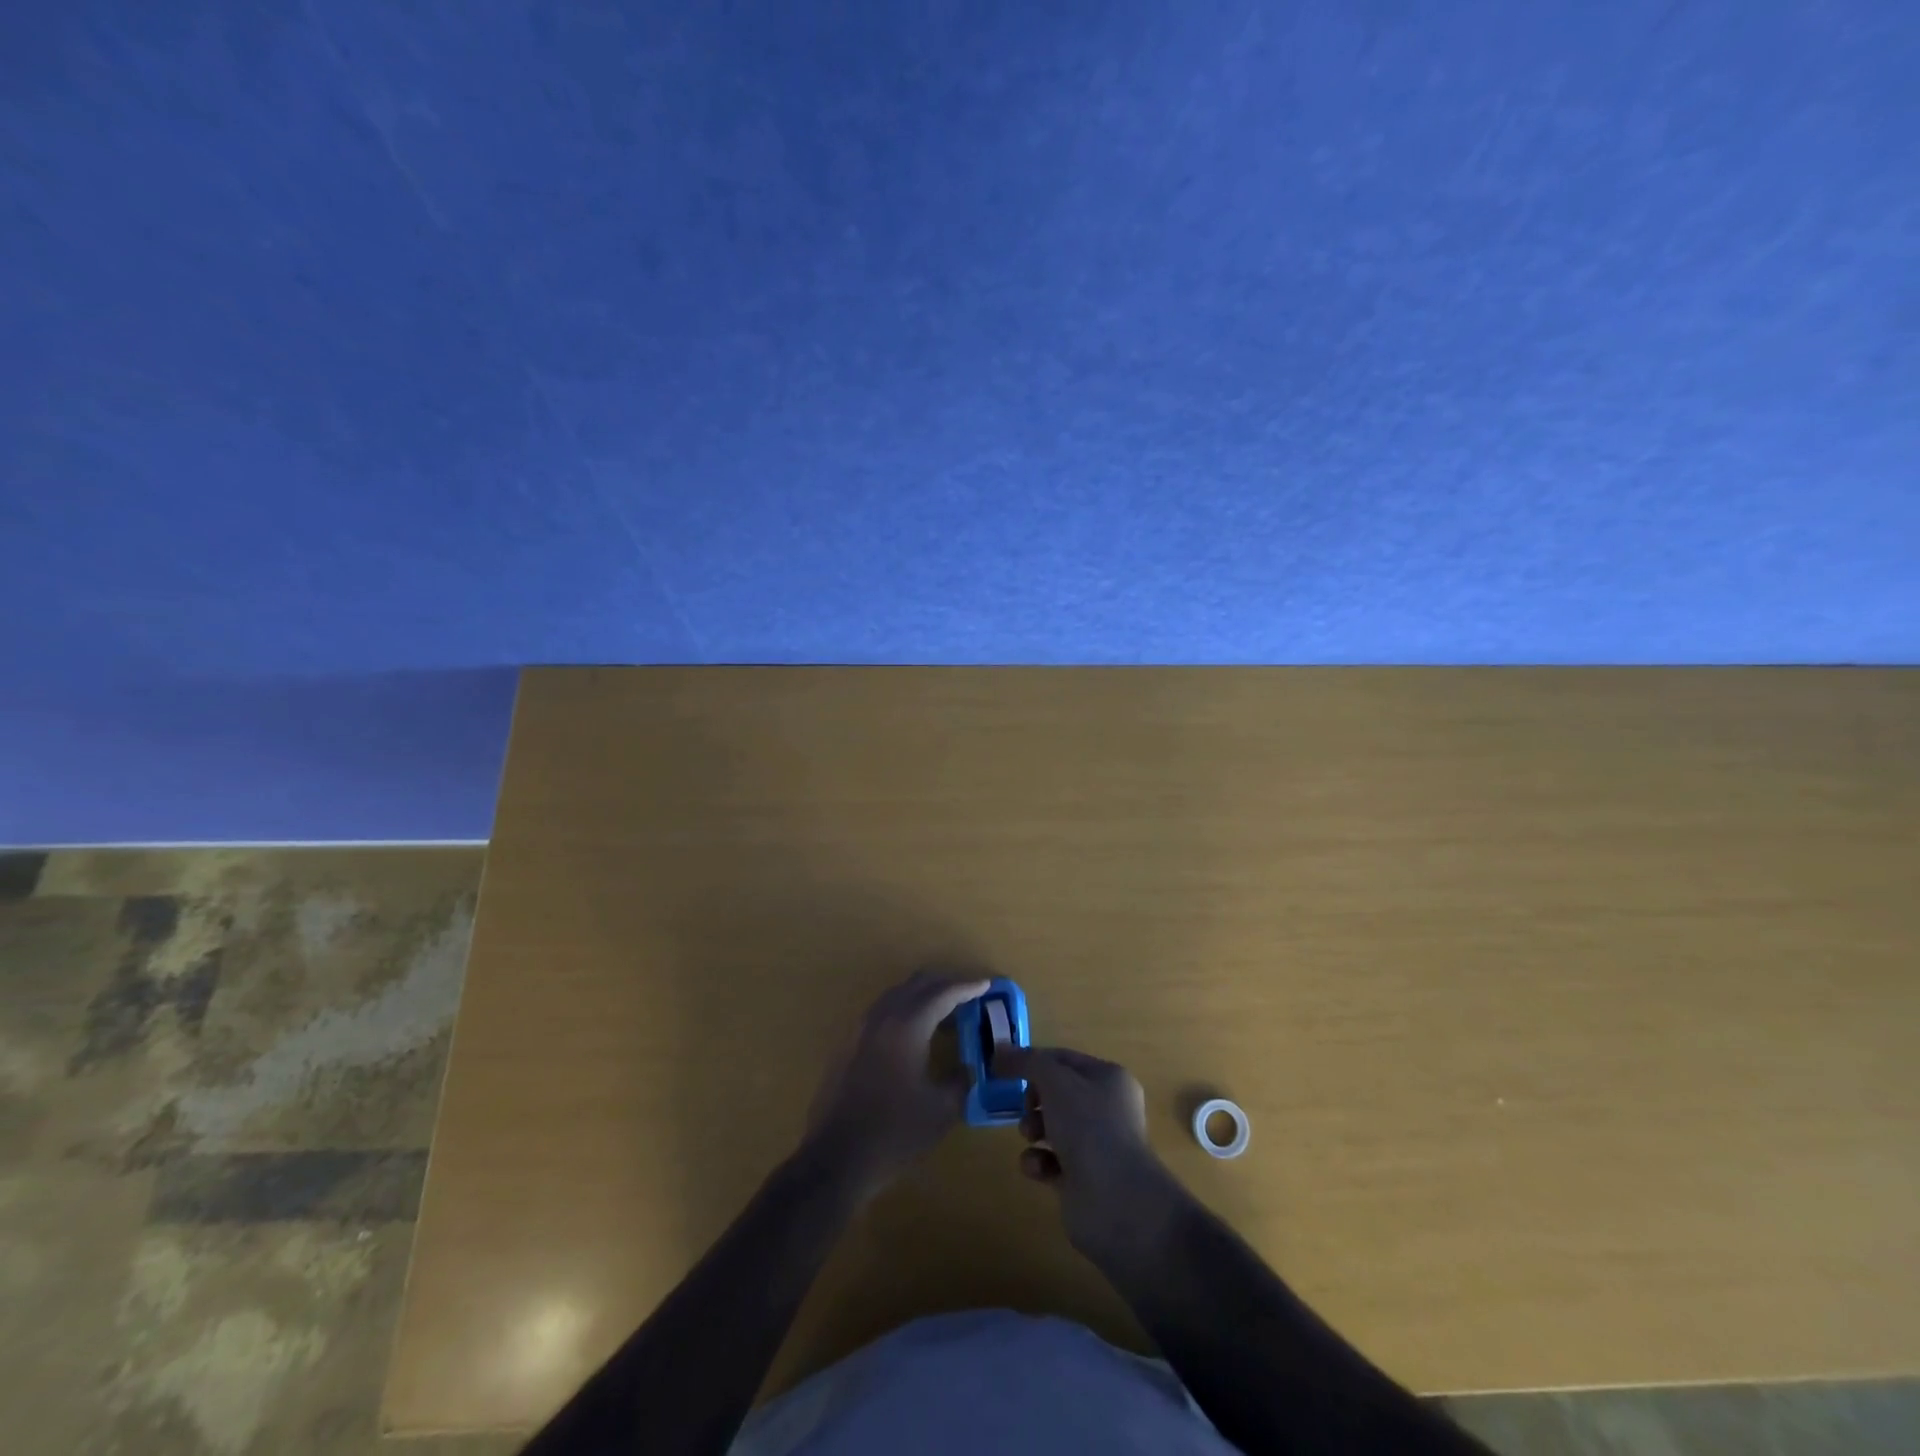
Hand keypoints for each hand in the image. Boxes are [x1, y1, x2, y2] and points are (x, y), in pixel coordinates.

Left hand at [803, 970, 988, 1200]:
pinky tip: (914, 1031)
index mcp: (907, 1026)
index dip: (967, 987)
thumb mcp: (941, 1111)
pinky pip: (882, 1010)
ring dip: (923, 994)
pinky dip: (904, 1008)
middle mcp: (882, 1016)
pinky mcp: (848, 1043)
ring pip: (897, 993)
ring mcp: (861, 1028)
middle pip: (917, 984)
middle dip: (945, 983)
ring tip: (945, 1010)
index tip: (986, 984)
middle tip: (969, 993)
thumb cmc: (893, 1133)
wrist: (835, 1159)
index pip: (943, 993)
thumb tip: (967, 1068)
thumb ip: (960, 1081)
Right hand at [997, 1045, 1187, 1260]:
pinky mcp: (1082, 1179)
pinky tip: (1038, 1167)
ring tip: (1030, 1136)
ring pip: (1052, 1126)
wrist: (1115, 1201)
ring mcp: (1095, 1146)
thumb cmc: (1089, 1127)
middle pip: (1057, 1093)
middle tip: (1025, 1107)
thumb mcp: (1055, 1081)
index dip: (1034, 1061)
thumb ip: (1026, 1062)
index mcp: (1108, 1079)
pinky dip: (1038, 1162)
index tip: (1005, 1069)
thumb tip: (999, 1051)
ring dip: (1033, 1128)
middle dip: (1033, 1098)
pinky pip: (1050, 1161)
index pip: (1064, 1059)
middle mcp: (1106, 1109)